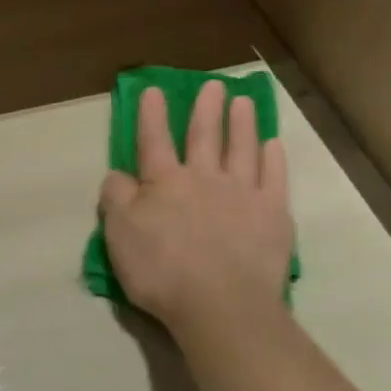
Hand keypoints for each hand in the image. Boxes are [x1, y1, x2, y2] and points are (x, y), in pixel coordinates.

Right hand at [97, 80, 293, 345]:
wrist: (221, 305)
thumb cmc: (162, 271)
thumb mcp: (119, 235)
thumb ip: (116, 198)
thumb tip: (118, 174)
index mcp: (164, 182)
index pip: (154, 140)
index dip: (152, 114)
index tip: (154, 89)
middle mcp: (204, 178)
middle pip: (205, 136)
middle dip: (206, 109)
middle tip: (214, 85)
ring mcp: (243, 194)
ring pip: (242, 148)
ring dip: (241, 124)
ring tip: (244, 102)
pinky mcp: (273, 215)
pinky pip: (274, 178)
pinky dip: (273, 158)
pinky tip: (273, 145)